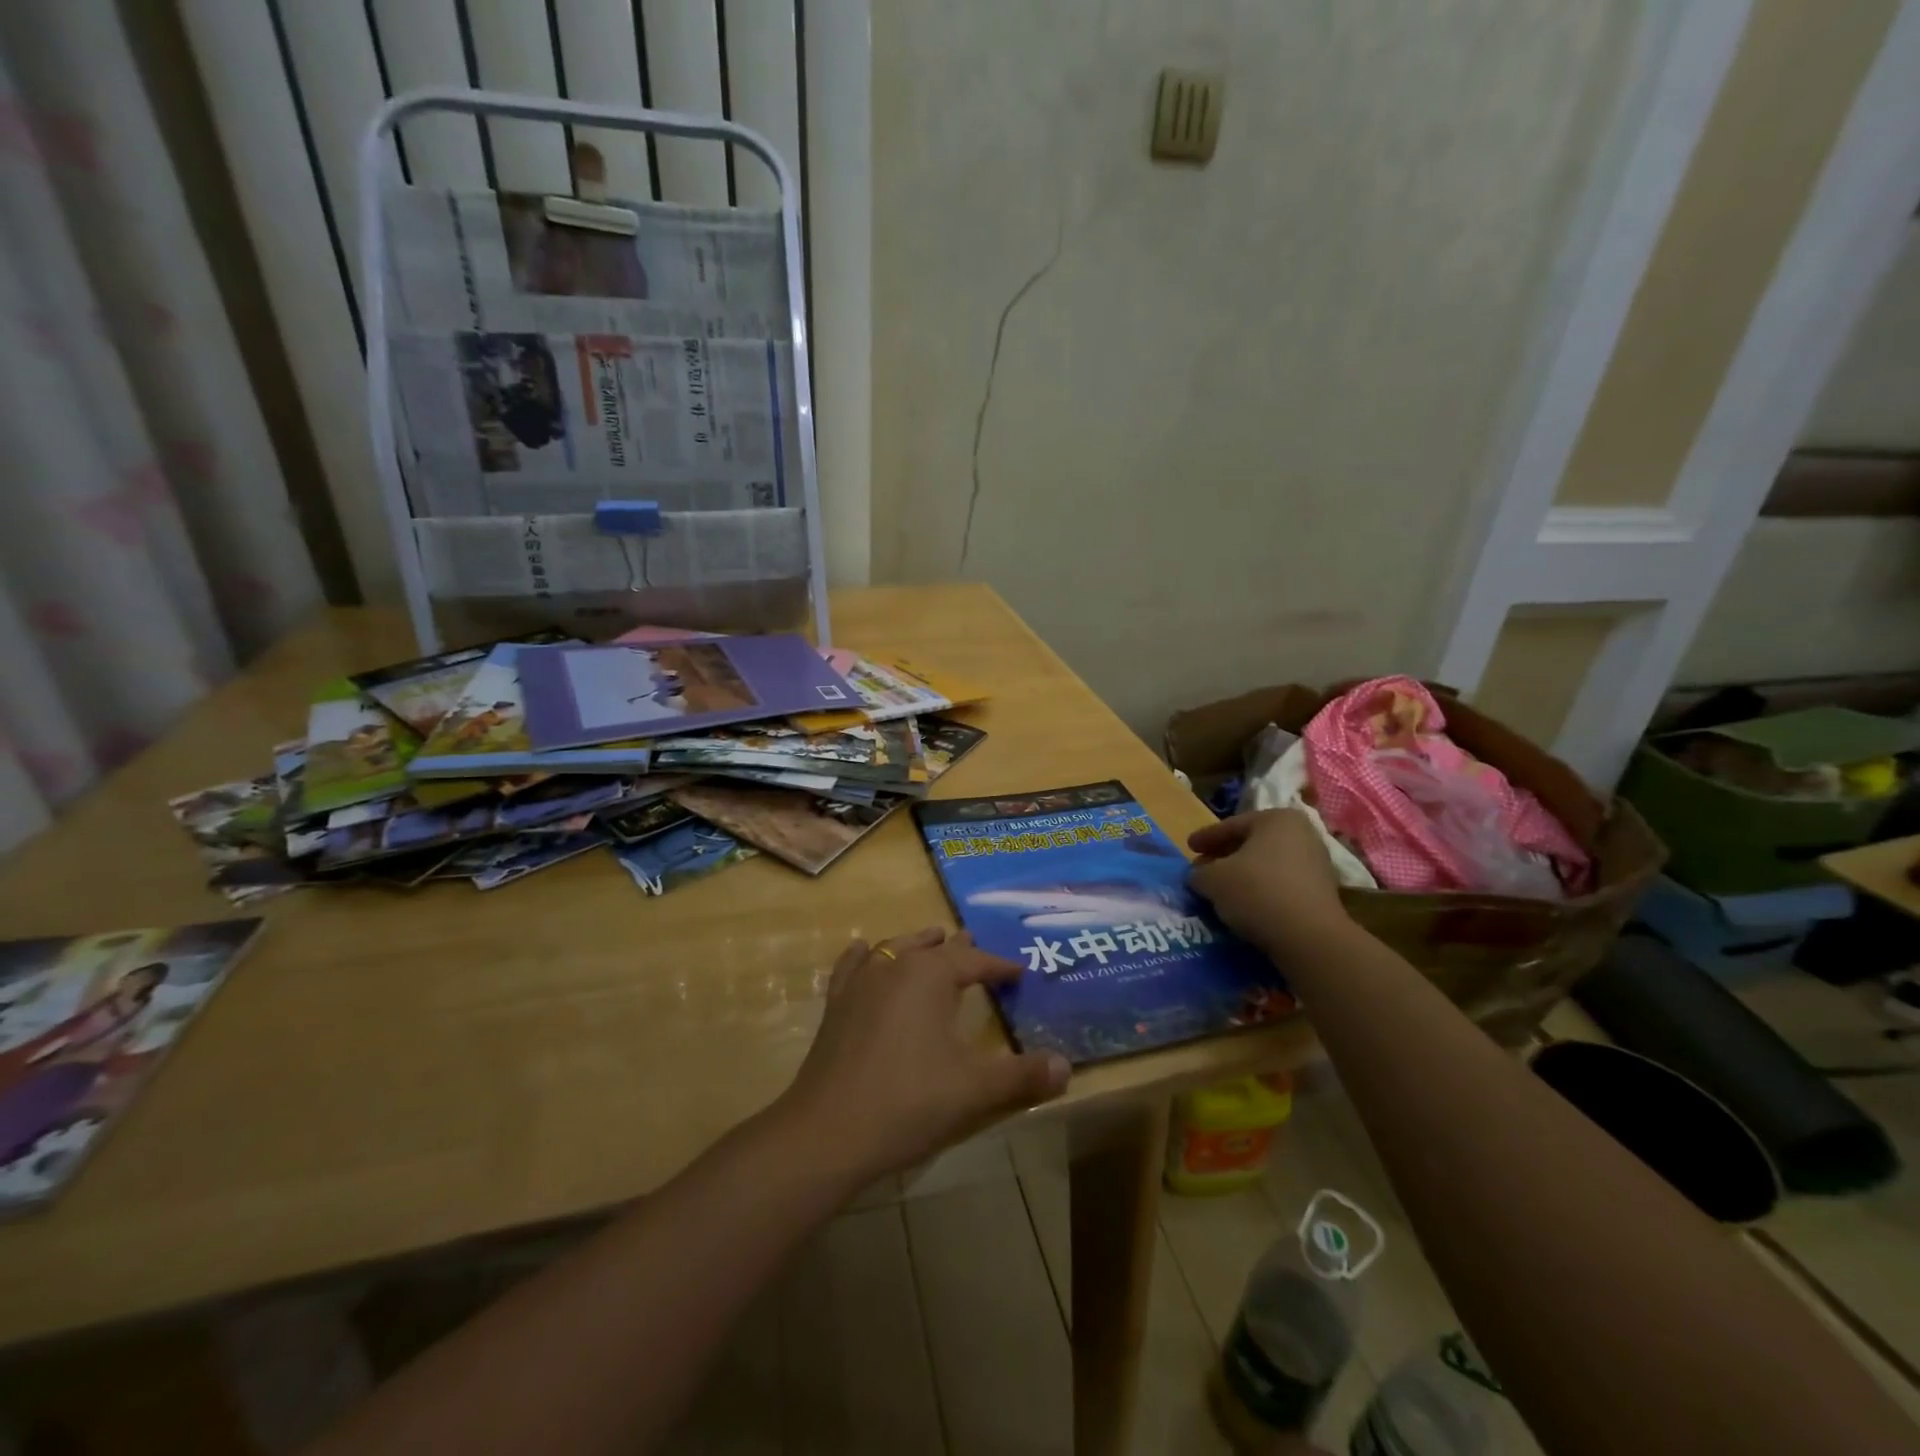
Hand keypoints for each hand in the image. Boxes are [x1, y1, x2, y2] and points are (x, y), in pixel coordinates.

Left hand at [782, 927, 1071, 1182]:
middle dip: (958, 948)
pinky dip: (864, 955)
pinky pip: (852, 966)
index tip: (1020, 972)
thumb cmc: (909, 1102)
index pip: (974, 962)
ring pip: (894, 948)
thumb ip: (1023, 1077)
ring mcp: (860, 982)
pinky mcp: (836, 1004)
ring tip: (932, 939)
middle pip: (932, 948)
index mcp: (930, 976)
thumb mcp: (975, 1090)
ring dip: (917, 944)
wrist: (829, 1130)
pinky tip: (864, 950)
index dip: (999, 966)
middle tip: (975, 945)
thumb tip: (1067, 1067)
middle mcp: (894, 966)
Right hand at [1188, 809, 1348, 956]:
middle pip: (1252, 843)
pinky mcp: (1323, 892)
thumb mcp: (1212, 879)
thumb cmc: (1256, 891)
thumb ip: (1199, 873)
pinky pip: (1282, 884)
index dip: (1206, 837)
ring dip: (1243, 875)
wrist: (1308, 936)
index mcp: (1276, 819)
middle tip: (1203, 869)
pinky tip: (1245, 905)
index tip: (1189, 847)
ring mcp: (1317, 863)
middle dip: (1225, 856)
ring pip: (1268, 864)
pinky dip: (1262, 890)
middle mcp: (1302, 834)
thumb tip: (1199, 876)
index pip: (1232, 825)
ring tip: (1221, 890)